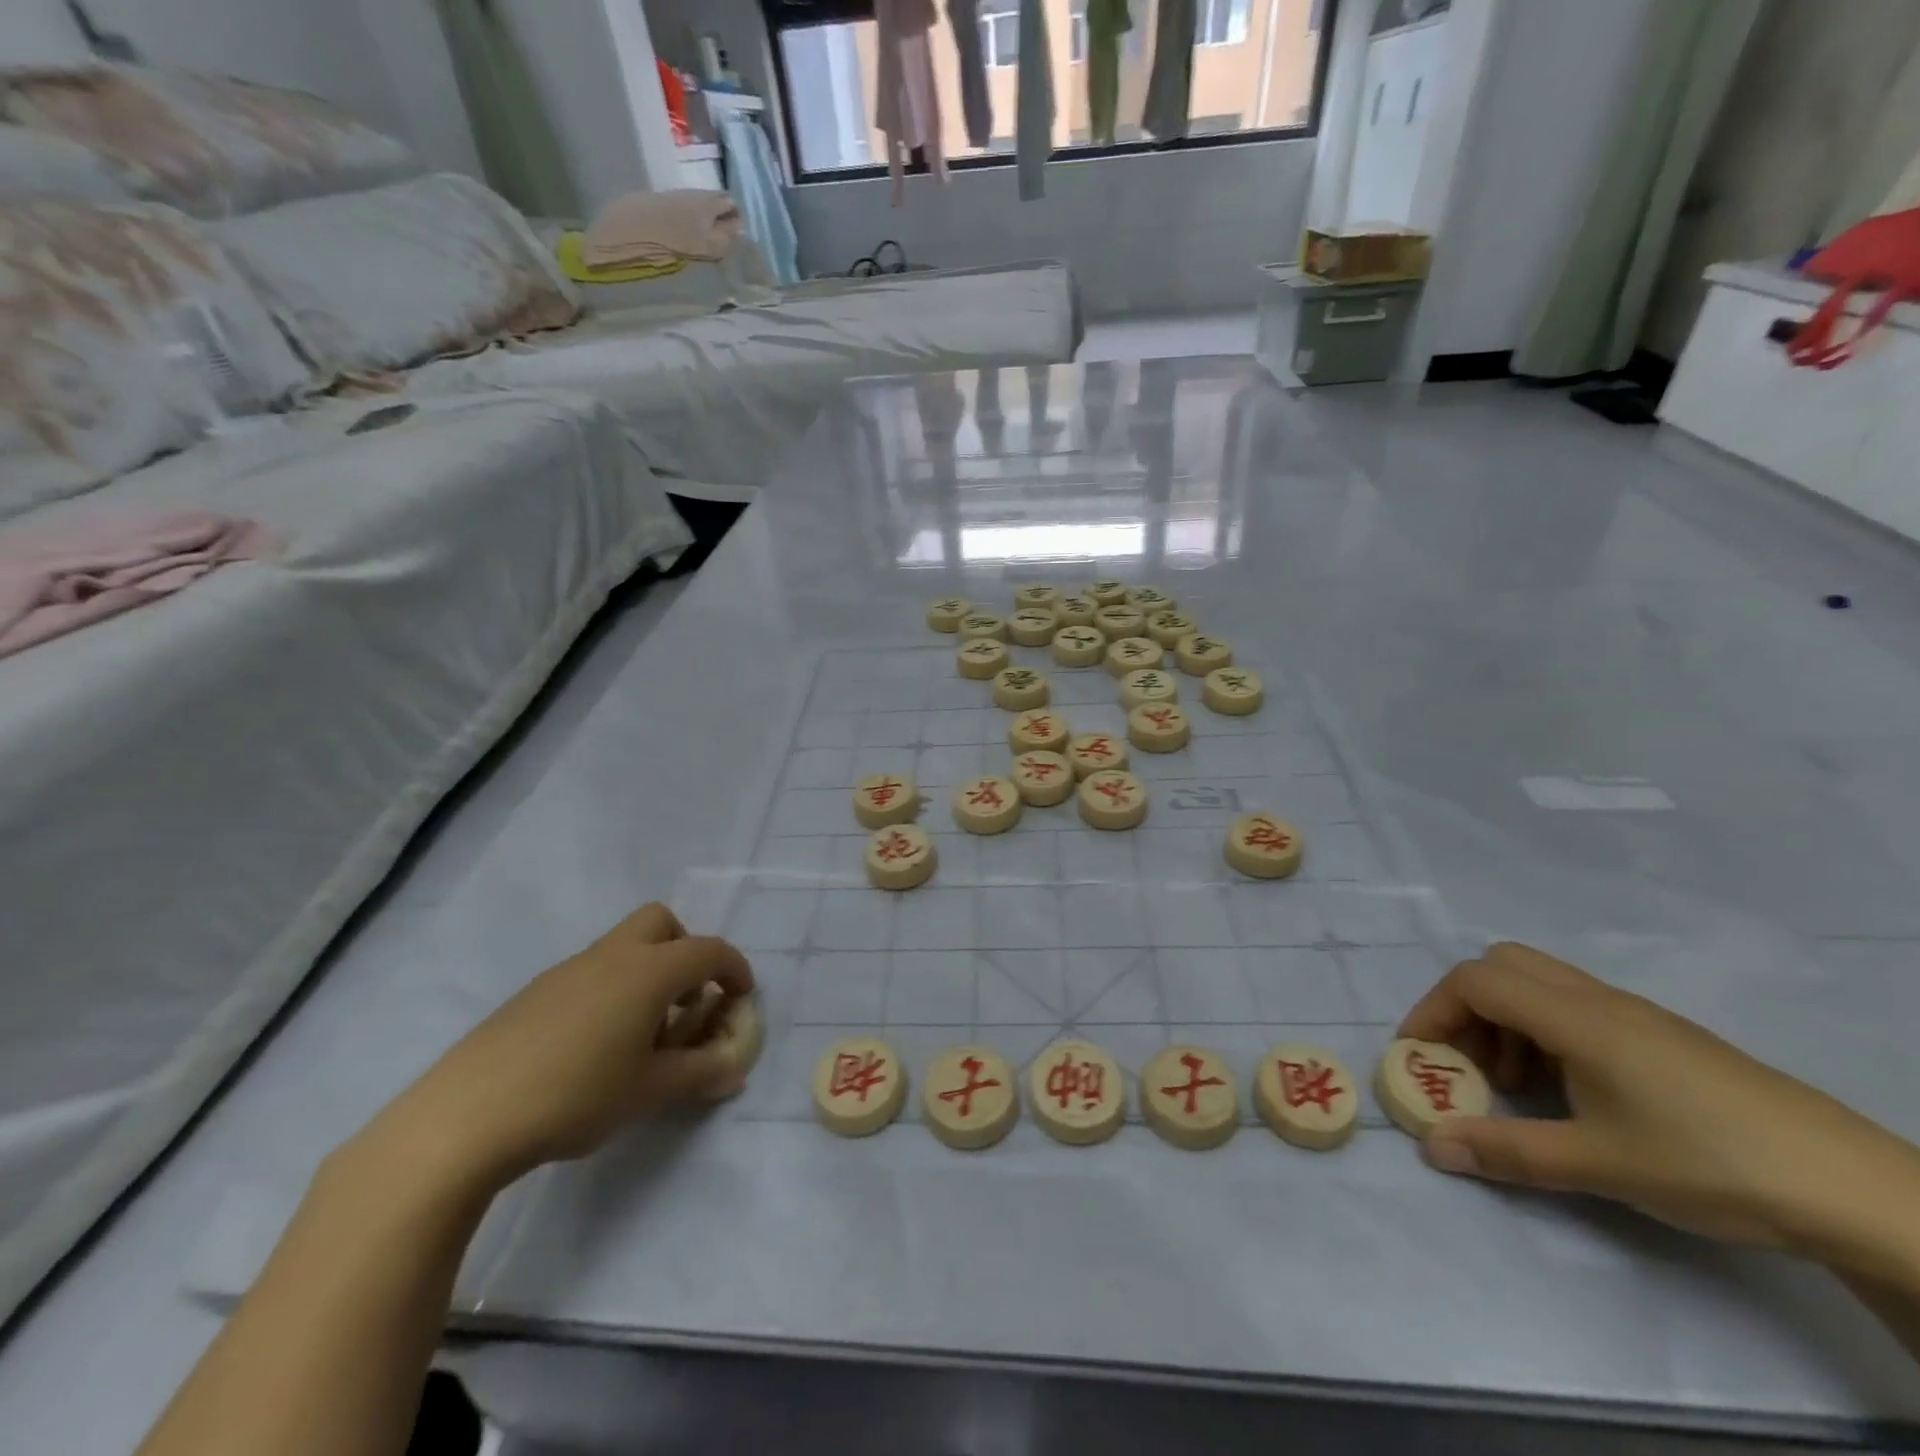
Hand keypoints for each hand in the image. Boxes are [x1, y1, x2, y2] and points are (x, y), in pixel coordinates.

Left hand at [375, 905, 754, 1189]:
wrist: (465, 1117)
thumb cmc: (576, 1095)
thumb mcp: (650, 1091)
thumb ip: (700, 1074)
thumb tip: (734, 1070)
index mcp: (648, 971)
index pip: (708, 951)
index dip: (734, 968)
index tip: (742, 997)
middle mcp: (612, 956)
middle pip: (660, 922)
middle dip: (684, 950)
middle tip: (687, 998)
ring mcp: (568, 970)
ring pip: (623, 947)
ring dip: (647, 973)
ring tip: (642, 1034)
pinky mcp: (534, 993)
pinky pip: (590, 973)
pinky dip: (611, 991)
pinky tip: (595, 1046)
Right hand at [1399, 942, 1919, 1266]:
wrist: (1852, 1188)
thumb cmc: (1708, 1164)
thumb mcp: (1598, 1165)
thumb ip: (1506, 1150)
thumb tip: (1431, 1147)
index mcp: (1575, 1017)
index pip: (1476, 981)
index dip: (1434, 1009)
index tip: (1420, 1055)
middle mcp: (1598, 1000)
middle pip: (1503, 965)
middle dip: (1467, 1006)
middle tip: (1469, 1061)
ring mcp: (1635, 1014)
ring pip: (1540, 983)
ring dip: (1507, 1021)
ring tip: (1520, 1086)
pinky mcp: (1663, 1036)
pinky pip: (1577, 1008)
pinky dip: (1546, 1032)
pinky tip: (1573, 1092)